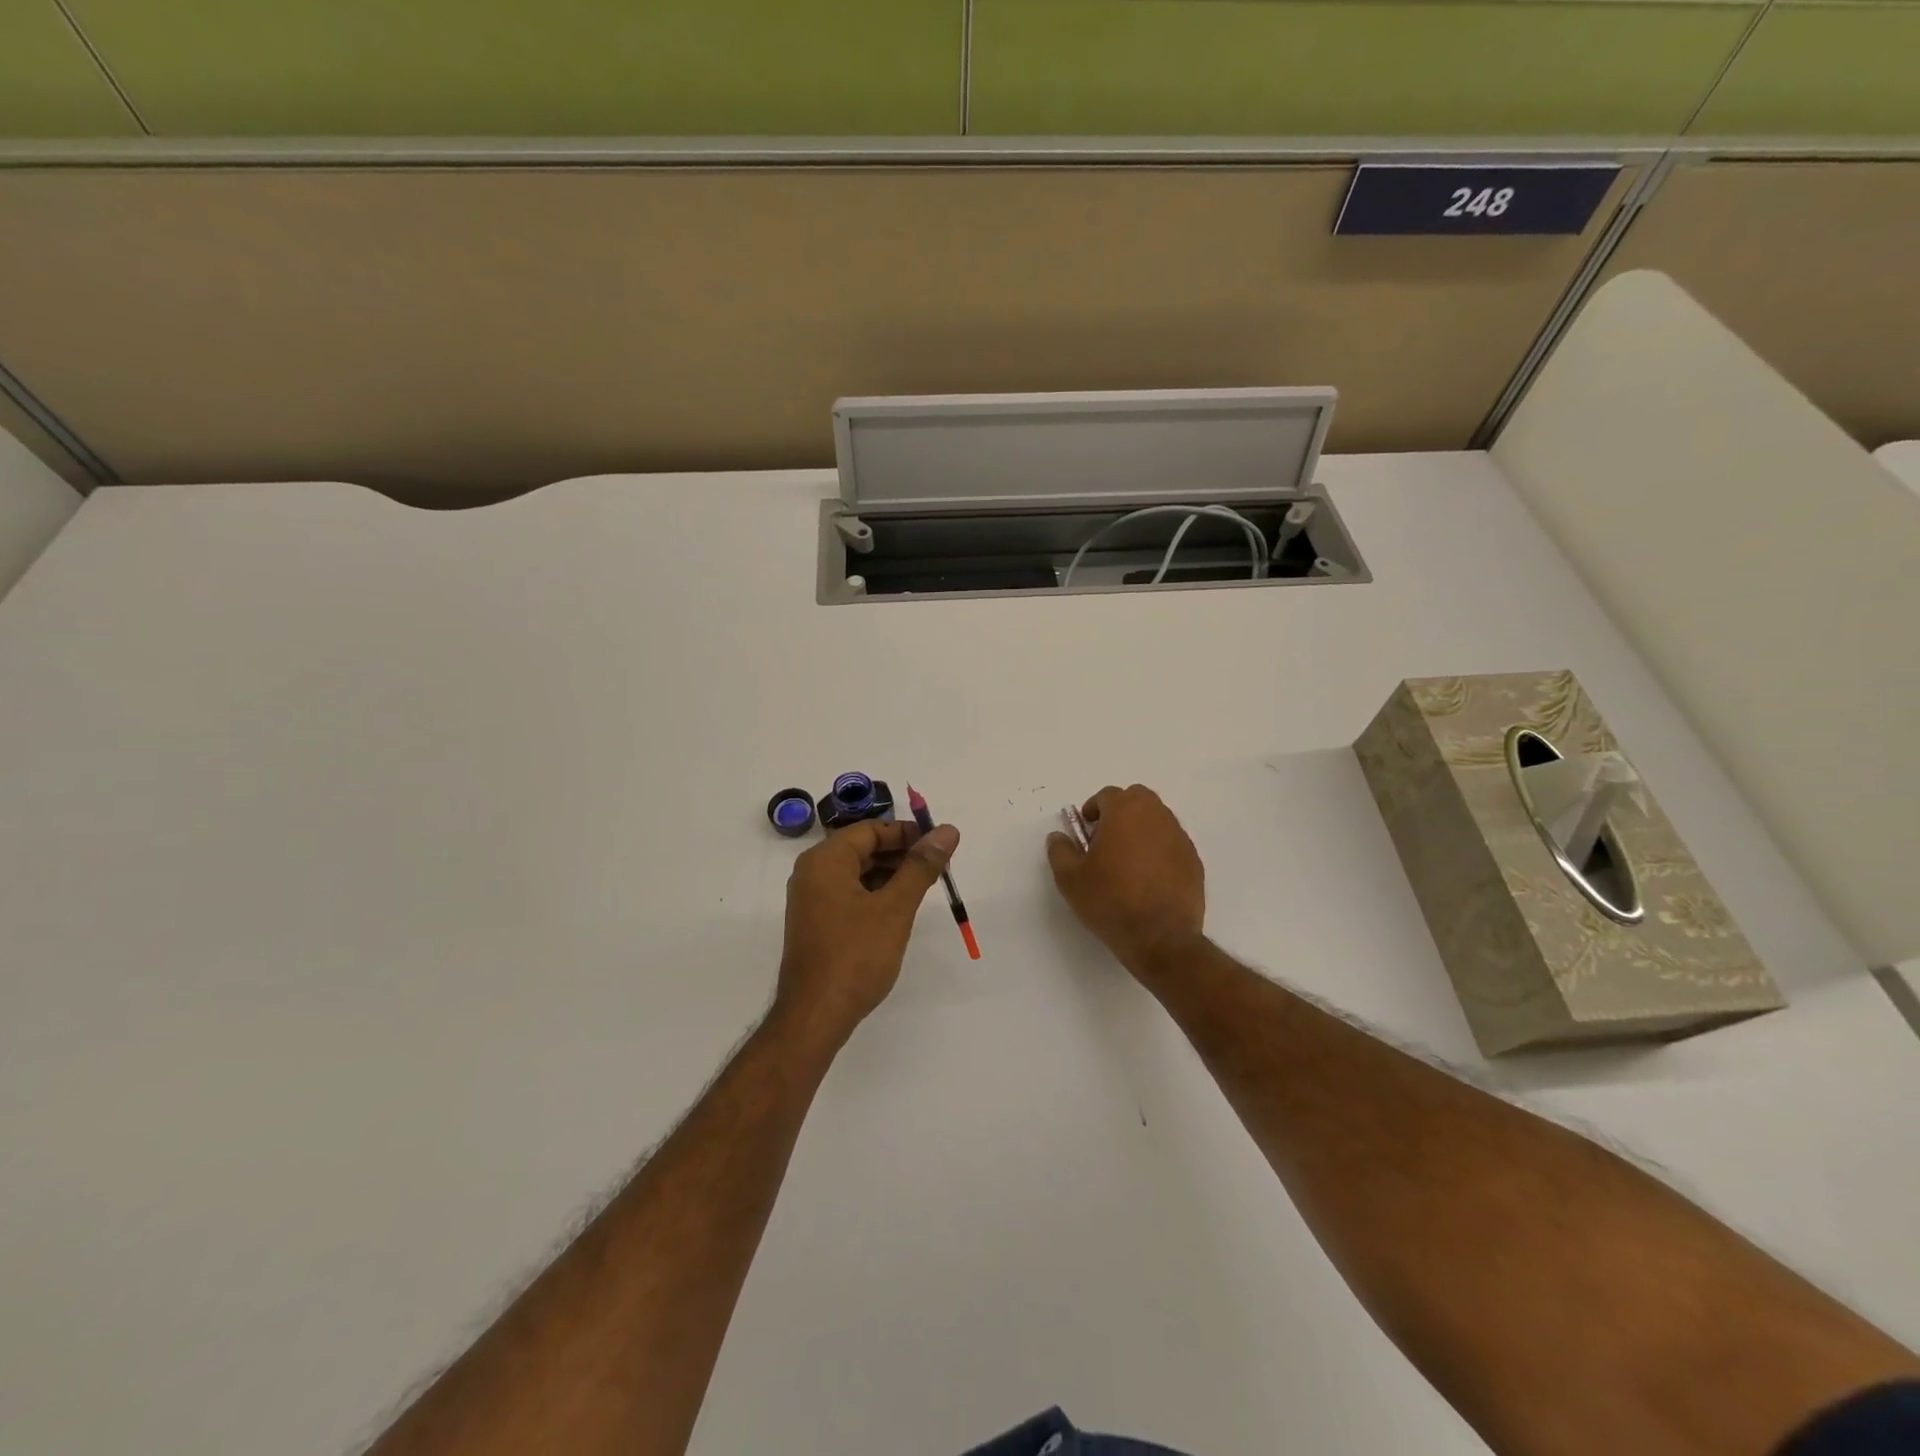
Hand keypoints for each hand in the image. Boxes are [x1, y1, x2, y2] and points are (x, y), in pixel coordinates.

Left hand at [775, 817, 959, 1048]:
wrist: (815, 1016)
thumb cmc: (855, 955)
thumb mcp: (895, 907)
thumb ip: (921, 866)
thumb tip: (947, 831)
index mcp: (825, 860)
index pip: (871, 830)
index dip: (907, 833)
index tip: (939, 845)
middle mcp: (813, 873)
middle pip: (863, 848)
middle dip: (901, 854)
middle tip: (938, 867)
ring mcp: (811, 899)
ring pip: (857, 872)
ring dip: (891, 874)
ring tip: (925, 887)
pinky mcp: (816, 922)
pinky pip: (849, 894)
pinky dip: (875, 894)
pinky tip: (900, 908)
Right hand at [1047, 784, 1205, 975]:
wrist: (1160, 937)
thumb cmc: (1110, 901)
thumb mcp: (1070, 878)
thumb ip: (1060, 850)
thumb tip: (1058, 836)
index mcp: (1125, 811)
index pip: (1108, 795)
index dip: (1093, 810)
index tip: (1086, 832)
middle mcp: (1156, 816)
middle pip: (1137, 799)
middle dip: (1120, 811)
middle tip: (1106, 839)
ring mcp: (1179, 838)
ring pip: (1157, 820)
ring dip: (1141, 830)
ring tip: (1127, 861)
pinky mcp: (1194, 860)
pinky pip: (1172, 844)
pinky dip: (1159, 850)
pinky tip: (1148, 878)